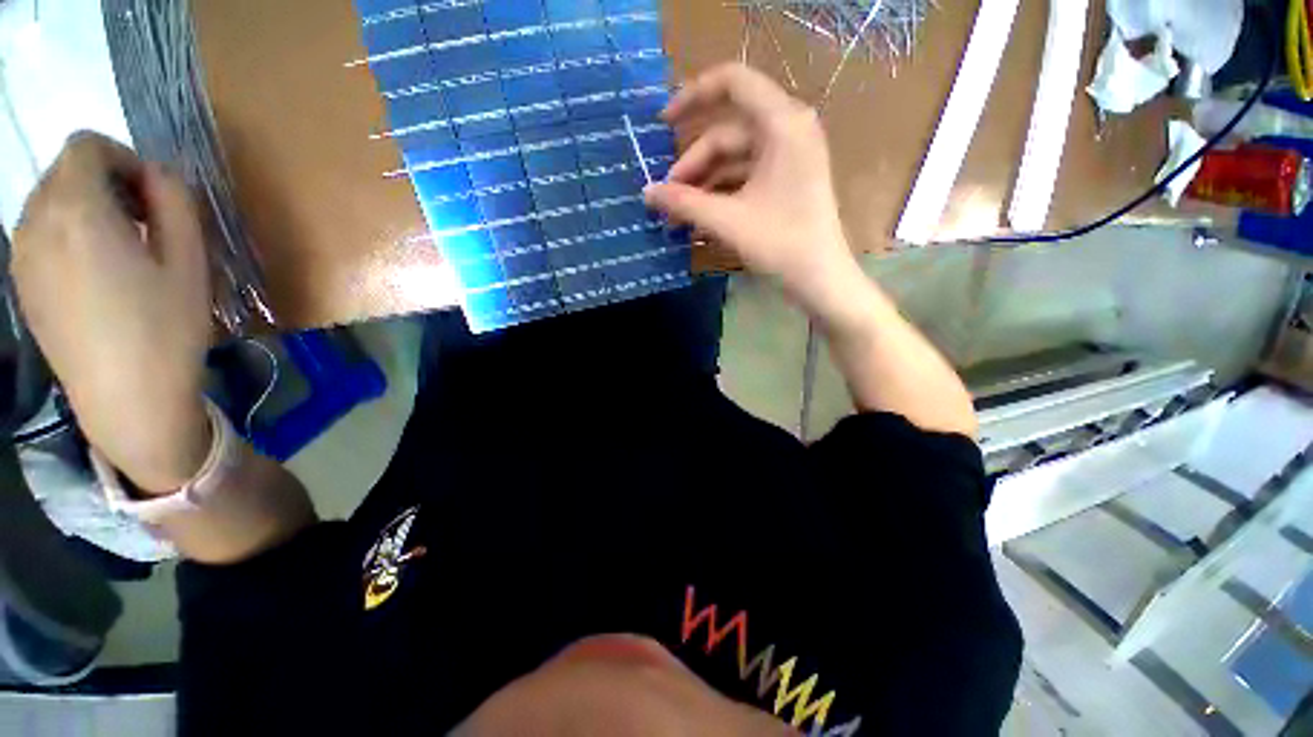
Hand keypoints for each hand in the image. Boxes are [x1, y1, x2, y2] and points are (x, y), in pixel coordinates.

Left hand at [13, 133, 212, 493]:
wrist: (126, 399)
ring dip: (84, 209)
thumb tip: (157, 176)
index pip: (86, 146)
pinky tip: (93, 273)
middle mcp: (37, 221)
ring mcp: (23, 255)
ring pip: (49, 202)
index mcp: (77, 209)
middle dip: (104, 183)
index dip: (122, 158)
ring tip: (118, 251)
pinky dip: (65, 235)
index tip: (151, 195)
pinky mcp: (22, 283)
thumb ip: (174, 202)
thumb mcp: (189, 261)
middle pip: (65, 172)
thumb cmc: (165, 328)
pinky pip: (39, 234)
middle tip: (142, 224)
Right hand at [643, 63, 859, 314]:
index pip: (733, 82)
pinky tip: (699, 217)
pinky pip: (745, 176)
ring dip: (703, 184)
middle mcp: (789, 130)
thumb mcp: (727, 221)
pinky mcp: (786, 180)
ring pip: (734, 158)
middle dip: (692, 165)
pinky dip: (721, 192)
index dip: (692, 96)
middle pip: (727, 132)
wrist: (820, 280)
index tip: (662, 124)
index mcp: (782, 123)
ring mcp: (789, 157)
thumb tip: (646, 193)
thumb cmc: (780, 244)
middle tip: (667, 199)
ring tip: (677, 215)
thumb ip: (684, 203)